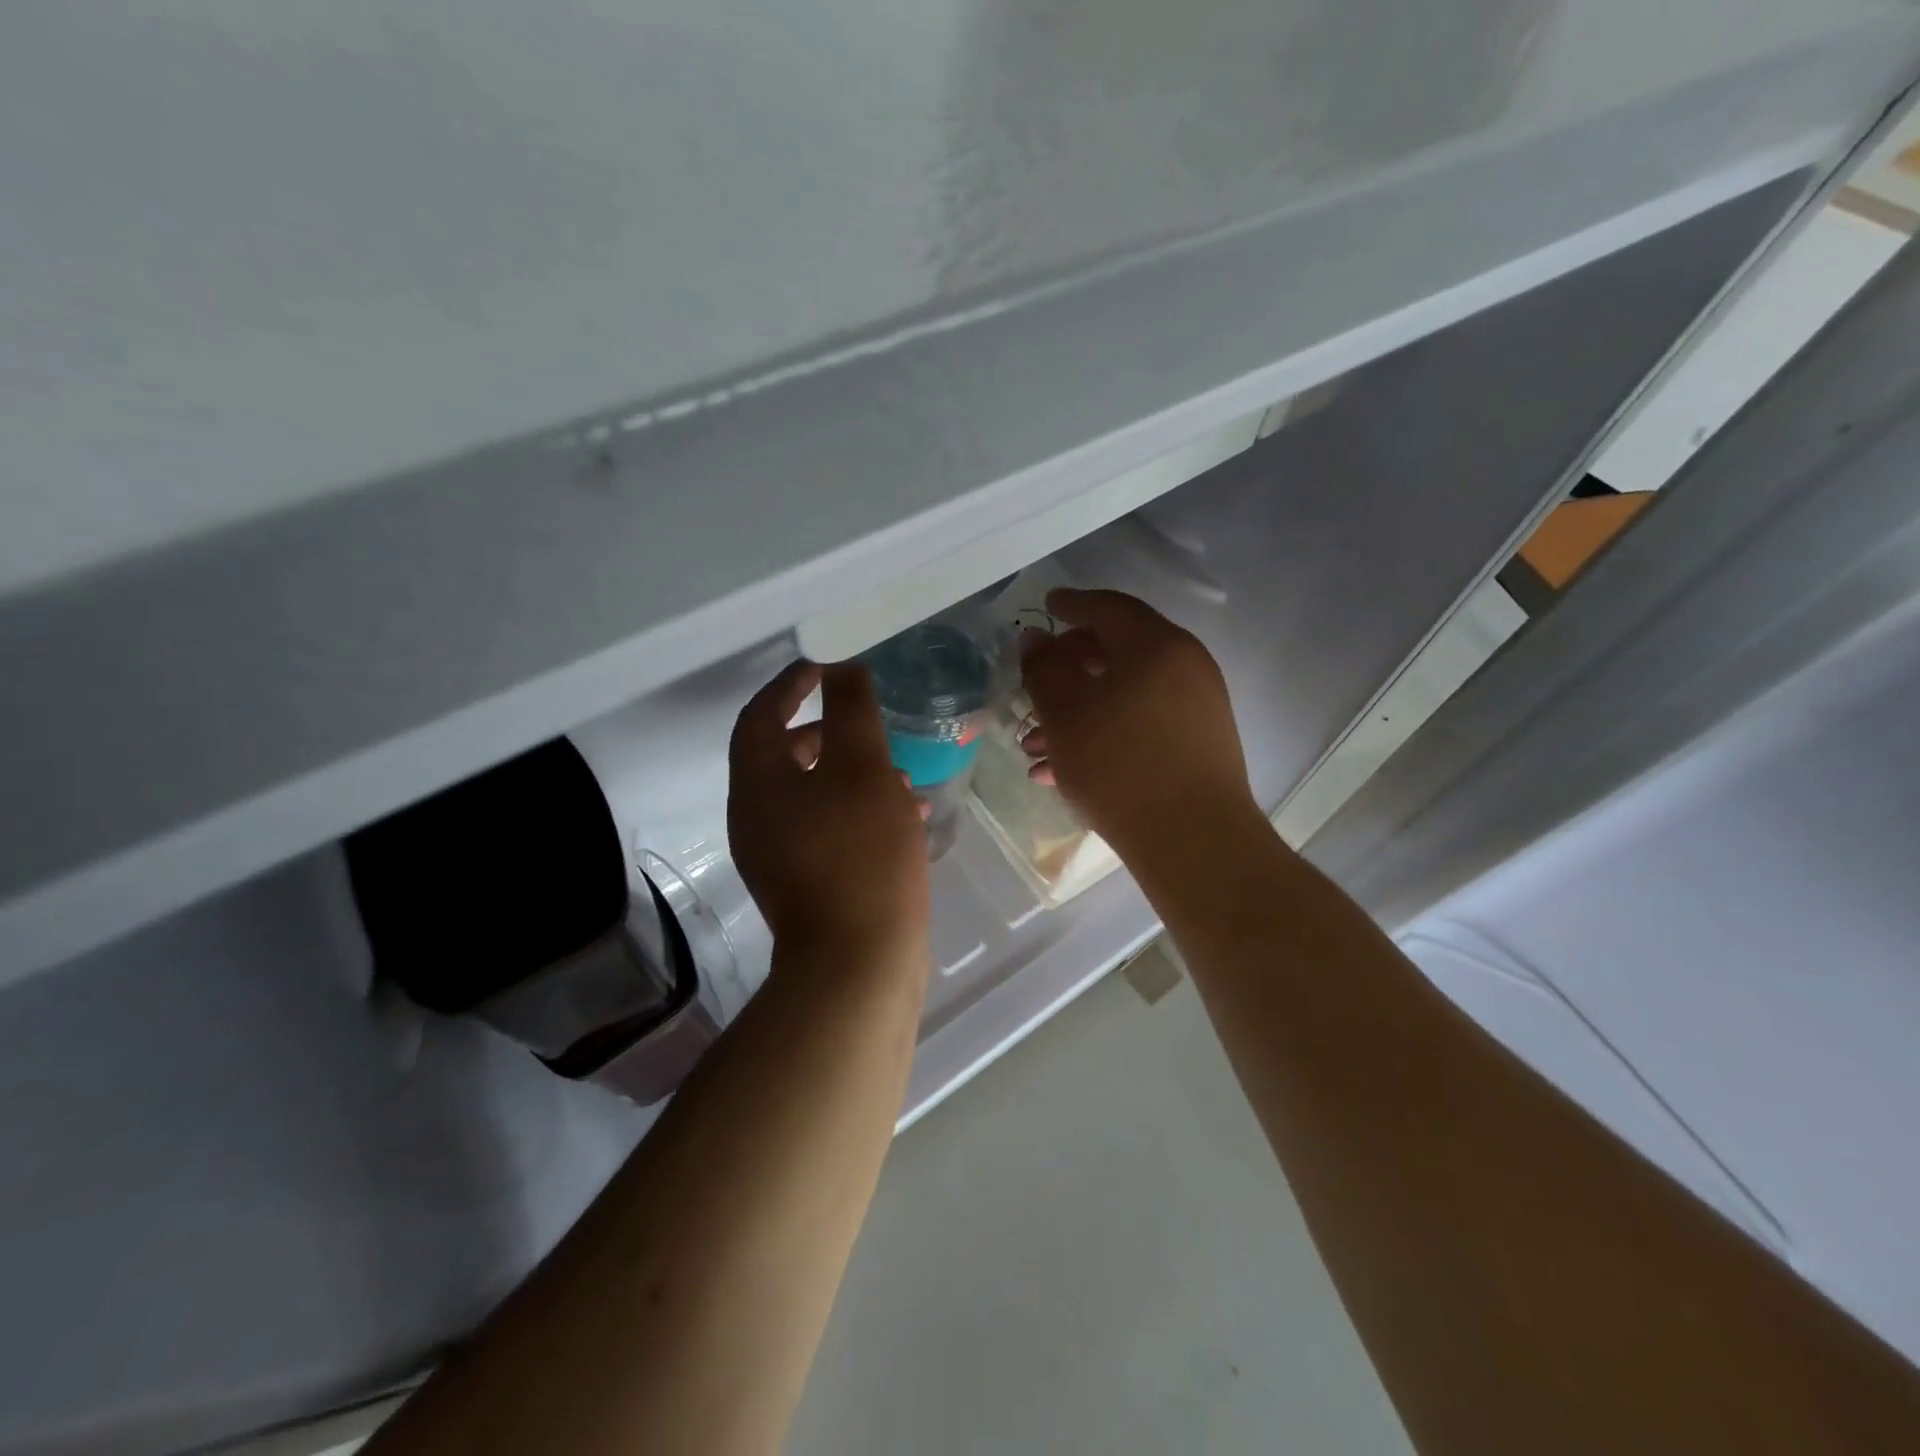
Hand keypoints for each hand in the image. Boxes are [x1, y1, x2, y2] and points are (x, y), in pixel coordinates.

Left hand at [728, 660, 931, 970]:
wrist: (857, 963)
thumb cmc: (860, 853)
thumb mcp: (863, 769)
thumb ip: (851, 711)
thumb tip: (842, 667)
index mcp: (758, 784)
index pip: (760, 716)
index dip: (790, 685)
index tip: (824, 666)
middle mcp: (757, 817)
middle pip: (783, 756)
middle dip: (827, 730)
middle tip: (864, 718)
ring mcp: (778, 855)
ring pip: (812, 793)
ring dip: (850, 772)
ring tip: (900, 770)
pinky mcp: (805, 883)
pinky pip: (827, 827)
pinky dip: (858, 809)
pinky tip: (906, 814)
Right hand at [1020, 589, 1255, 855]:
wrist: (1194, 841)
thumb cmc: (1120, 765)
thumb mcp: (1065, 713)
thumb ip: (1044, 668)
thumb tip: (1036, 638)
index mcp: (1157, 646)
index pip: (1109, 608)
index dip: (1072, 604)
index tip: (1046, 606)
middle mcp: (1185, 667)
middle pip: (1117, 652)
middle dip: (1067, 670)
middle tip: (1033, 685)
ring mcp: (1196, 708)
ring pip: (1124, 695)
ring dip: (1078, 712)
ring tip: (1035, 747)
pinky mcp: (1198, 746)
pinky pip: (1140, 725)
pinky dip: (1104, 734)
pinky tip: (1065, 771)